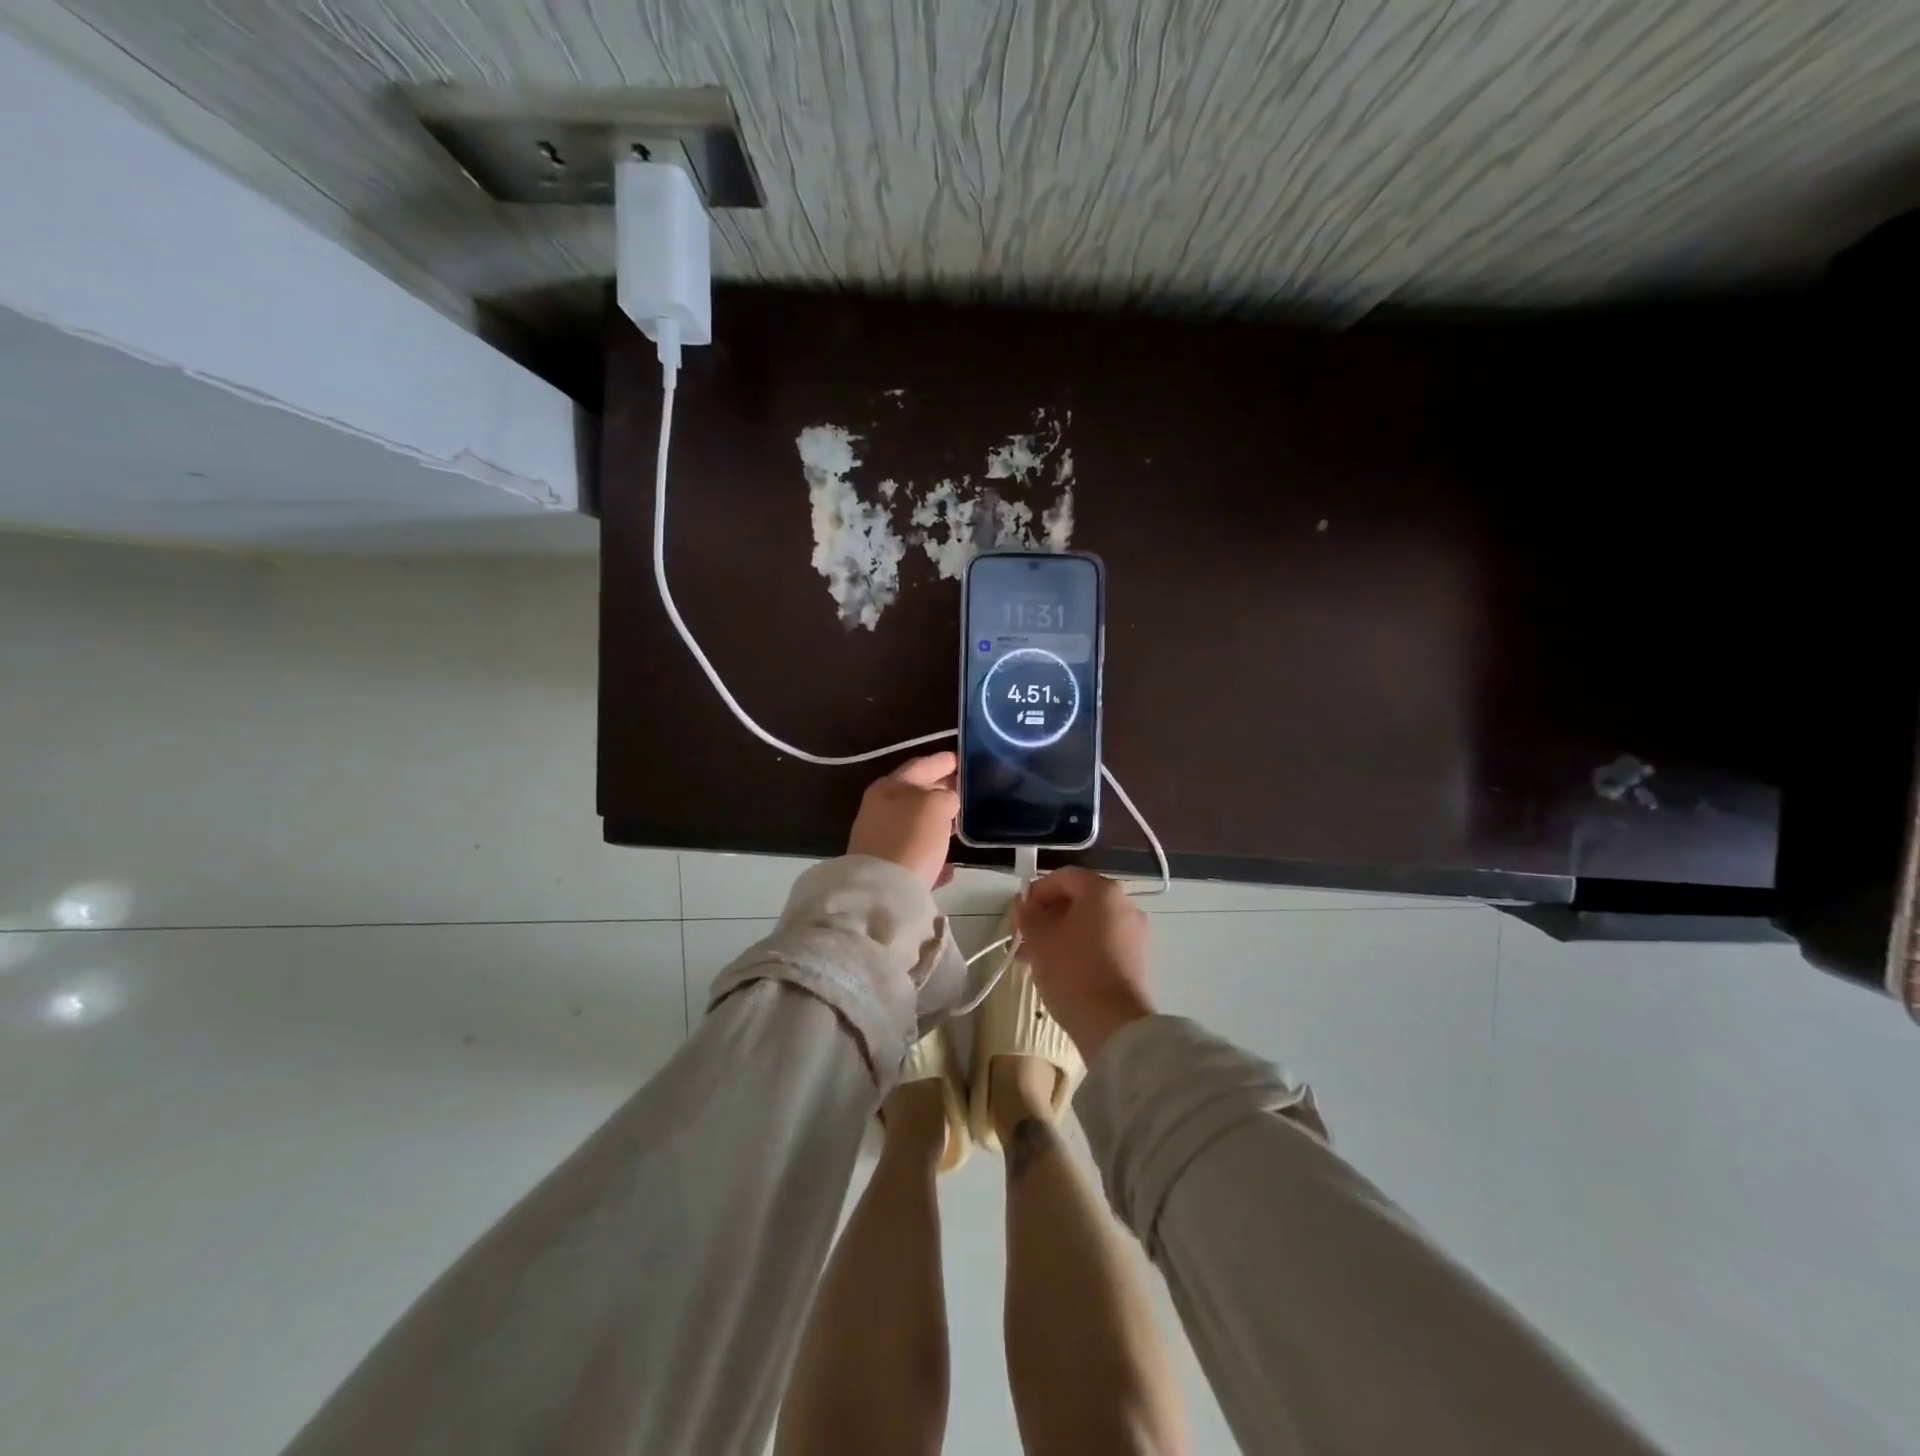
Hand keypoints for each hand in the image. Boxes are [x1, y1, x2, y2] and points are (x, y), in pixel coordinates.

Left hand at [847, 751, 958, 889]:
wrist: (881, 892)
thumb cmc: (910, 839)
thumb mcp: (935, 806)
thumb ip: (946, 796)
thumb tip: (947, 803)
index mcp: (889, 787)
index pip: (920, 765)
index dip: (943, 761)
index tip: (965, 759)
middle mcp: (880, 810)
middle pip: (916, 794)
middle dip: (941, 791)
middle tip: (967, 789)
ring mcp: (881, 841)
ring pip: (916, 826)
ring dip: (937, 824)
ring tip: (961, 825)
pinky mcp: (887, 871)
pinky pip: (916, 857)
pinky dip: (932, 856)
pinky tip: (950, 866)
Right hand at [1014, 867, 1154, 1059]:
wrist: (1114, 1024)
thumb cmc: (1072, 971)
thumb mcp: (1039, 939)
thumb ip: (1028, 915)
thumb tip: (1025, 905)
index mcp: (1102, 891)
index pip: (1064, 877)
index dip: (1038, 891)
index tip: (1020, 913)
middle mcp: (1124, 905)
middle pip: (1079, 901)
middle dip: (1048, 916)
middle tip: (1024, 938)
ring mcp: (1135, 934)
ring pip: (1089, 924)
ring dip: (1061, 935)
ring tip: (1035, 960)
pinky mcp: (1137, 960)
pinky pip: (1103, 943)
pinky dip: (1080, 949)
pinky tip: (1059, 971)